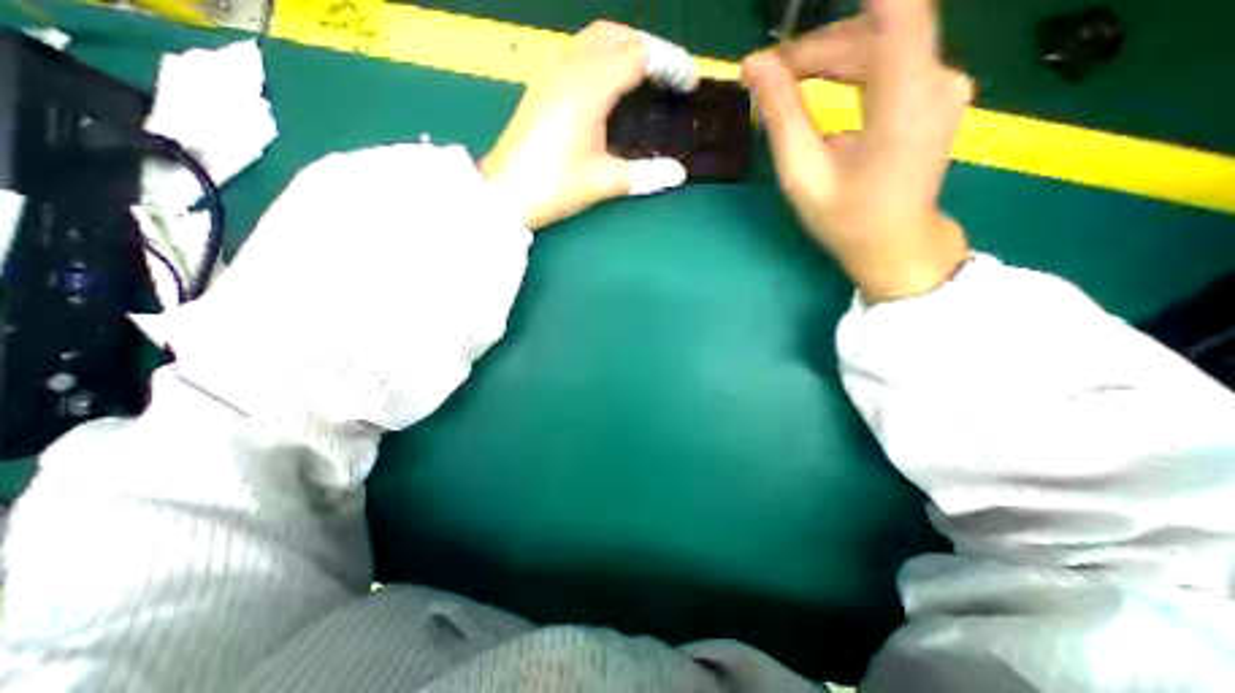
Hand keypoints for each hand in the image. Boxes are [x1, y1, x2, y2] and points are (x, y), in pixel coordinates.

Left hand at [480, 20, 692, 228]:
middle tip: (669, 77)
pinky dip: (602, 56)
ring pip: (594, 38)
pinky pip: (577, 53)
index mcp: (589, 88)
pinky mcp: (541, 85)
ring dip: (624, 47)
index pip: (638, 54)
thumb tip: (678, 174)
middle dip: (649, 49)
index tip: (687, 83)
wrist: (506, 193)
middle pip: (617, 36)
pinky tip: (609, 84)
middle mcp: (569, 69)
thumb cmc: (555, 186)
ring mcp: (551, 73)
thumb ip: (645, 175)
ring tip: (645, 76)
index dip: (668, 63)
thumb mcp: (604, 182)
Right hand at [743, 0, 975, 301]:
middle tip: (763, 74)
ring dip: (827, 58)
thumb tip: (755, 66)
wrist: (894, 246)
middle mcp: (935, 78)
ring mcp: (939, 85)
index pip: (898, 7)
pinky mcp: (931, 96)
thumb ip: (782, 115)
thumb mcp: (804, 173)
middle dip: (813, 47)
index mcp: (906, 98)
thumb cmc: (847, 219)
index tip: (805, 6)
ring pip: (878, 47)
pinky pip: (887, 65)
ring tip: (781, 83)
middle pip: (872, 33)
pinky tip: (815, 88)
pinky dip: (847, 70)